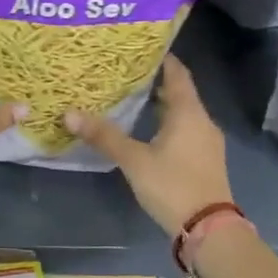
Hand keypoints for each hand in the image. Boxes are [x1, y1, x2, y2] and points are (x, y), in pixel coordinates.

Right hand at [64, 56, 232, 236]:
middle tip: (126, 73)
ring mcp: (207, 142)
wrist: (209, 230)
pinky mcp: (205, 160)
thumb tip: (68, 114)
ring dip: (161, 105)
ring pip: (183, 114)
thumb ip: (104, 136)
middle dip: (155, 82)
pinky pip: (186, 131)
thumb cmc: (173, 186)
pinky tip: (148, 131)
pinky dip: (168, 124)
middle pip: (180, 93)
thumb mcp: (134, 160)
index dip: (162, 59)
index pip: (177, 73)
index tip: (140, 48)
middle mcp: (202, 121)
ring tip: (133, 99)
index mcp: (189, 112)